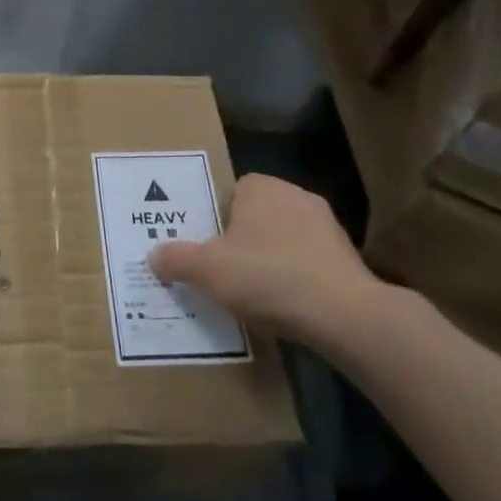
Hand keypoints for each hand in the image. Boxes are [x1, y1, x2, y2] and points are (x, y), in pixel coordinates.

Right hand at [148, 173, 382, 341]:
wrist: (342, 313)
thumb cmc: (267, 277)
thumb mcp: (207, 270)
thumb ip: (176, 259)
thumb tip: (154, 255)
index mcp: (260, 187)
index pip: (231, 193)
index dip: (216, 220)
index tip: (208, 250)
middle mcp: (295, 195)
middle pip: (257, 216)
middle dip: (243, 241)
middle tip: (224, 273)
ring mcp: (327, 225)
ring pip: (284, 239)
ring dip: (271, 261)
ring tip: (255, 296)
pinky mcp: (347, 257)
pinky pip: (309, 263)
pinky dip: (296, 280)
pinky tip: (287, 307)